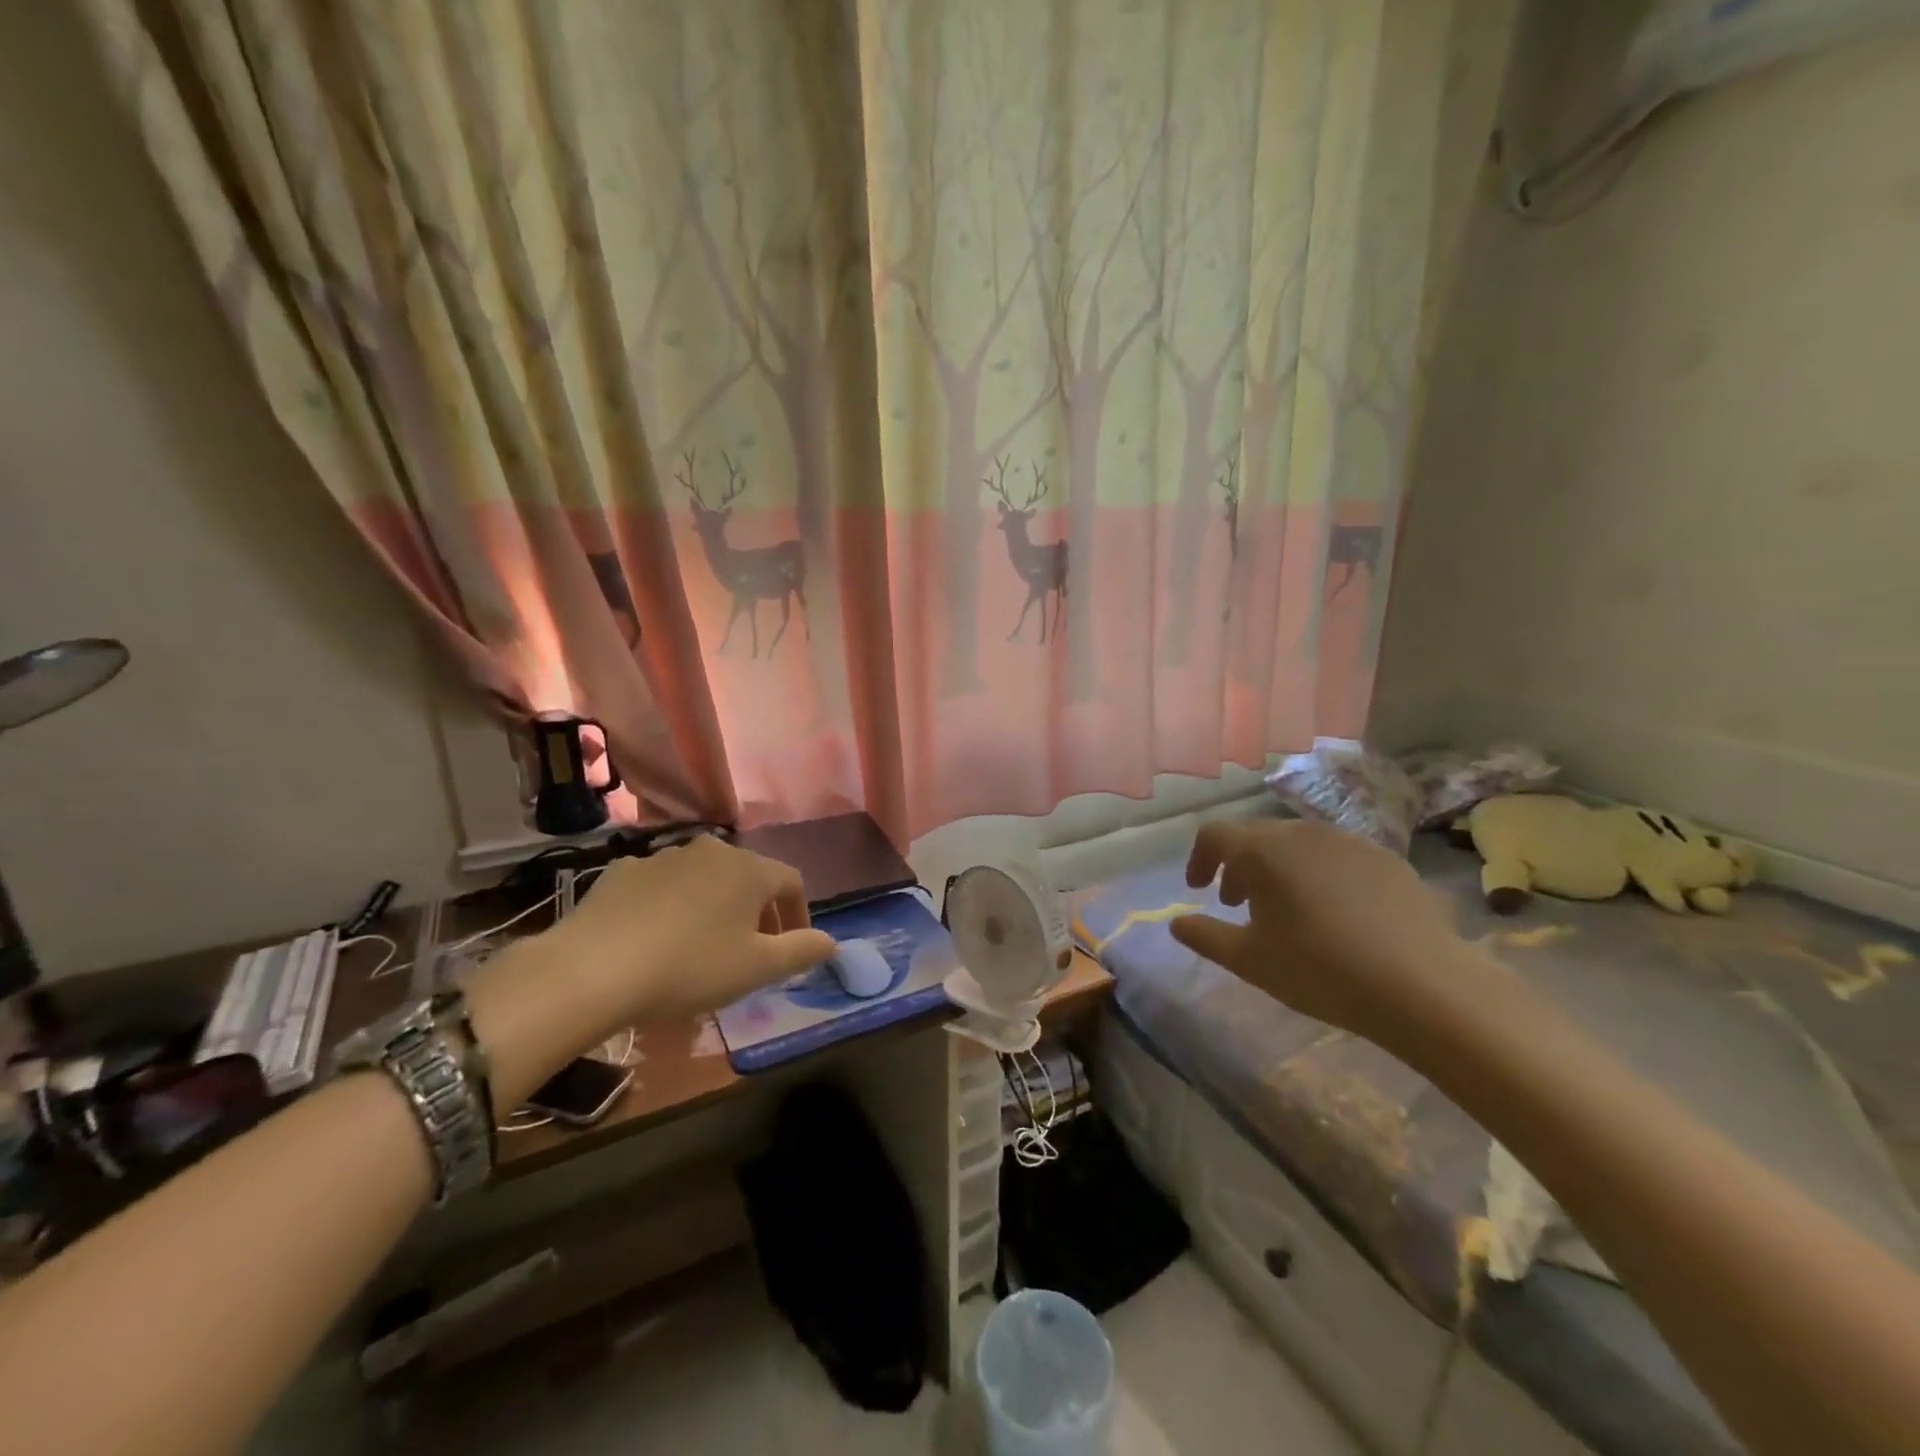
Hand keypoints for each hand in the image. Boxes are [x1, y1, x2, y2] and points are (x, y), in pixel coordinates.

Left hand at [467, 836, 833, 1104]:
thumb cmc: (689, 967)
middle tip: (751, 949)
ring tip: (702, 946)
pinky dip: (669, 906)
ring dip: (713, 906)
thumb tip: (832, 942)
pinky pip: (660, 886)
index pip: (791, 882)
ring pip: (703, 879)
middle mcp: (709, 850)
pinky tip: (655, 938)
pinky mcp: (620, 872)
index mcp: (748, 869)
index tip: (794, 946)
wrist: (591, 969)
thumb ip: (801, 951)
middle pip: (747, 877)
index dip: (799, 914)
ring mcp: (661, 857)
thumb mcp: (756, 969)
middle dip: (757, 911)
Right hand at [1170, 819, 1507, 1050]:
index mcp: (1263, 851)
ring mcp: (1349, 841)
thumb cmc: (1321, 970)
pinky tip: (1336, 914)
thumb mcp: (1250, 961)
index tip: (1199, 890)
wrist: (1425, 985)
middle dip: (1239, 866)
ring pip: (1298, 844)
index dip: (1199, 859)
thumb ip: (1205, 936)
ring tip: (1286, 909)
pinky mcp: (1387, 858)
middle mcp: (1303, 832)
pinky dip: (1320, 874)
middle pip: (1257, 836)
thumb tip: (1176, 923)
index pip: (1215, 835)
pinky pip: (1337, 856)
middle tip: (1237, 903)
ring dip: (1279, 868)